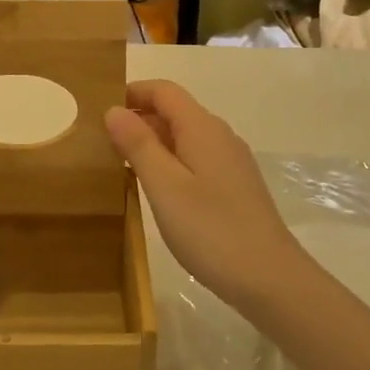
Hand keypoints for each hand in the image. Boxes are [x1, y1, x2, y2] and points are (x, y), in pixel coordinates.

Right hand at [104, 80, 307, 310]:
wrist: (269, 279)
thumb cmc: (211, 229)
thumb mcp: (164, 186)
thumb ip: (138, 144)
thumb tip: (114, 109)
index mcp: (202, 128)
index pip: (164, 91)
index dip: (132, 92)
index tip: (99, 110)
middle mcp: (219, 136)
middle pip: (174, 111)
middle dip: (138, 118)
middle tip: (101, 142)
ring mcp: (231, 162)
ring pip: (184, 137)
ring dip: (152, 142)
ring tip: (120, 165)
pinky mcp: (234, 187)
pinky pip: (195, 159)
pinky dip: (170, 162)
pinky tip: (155, 189)